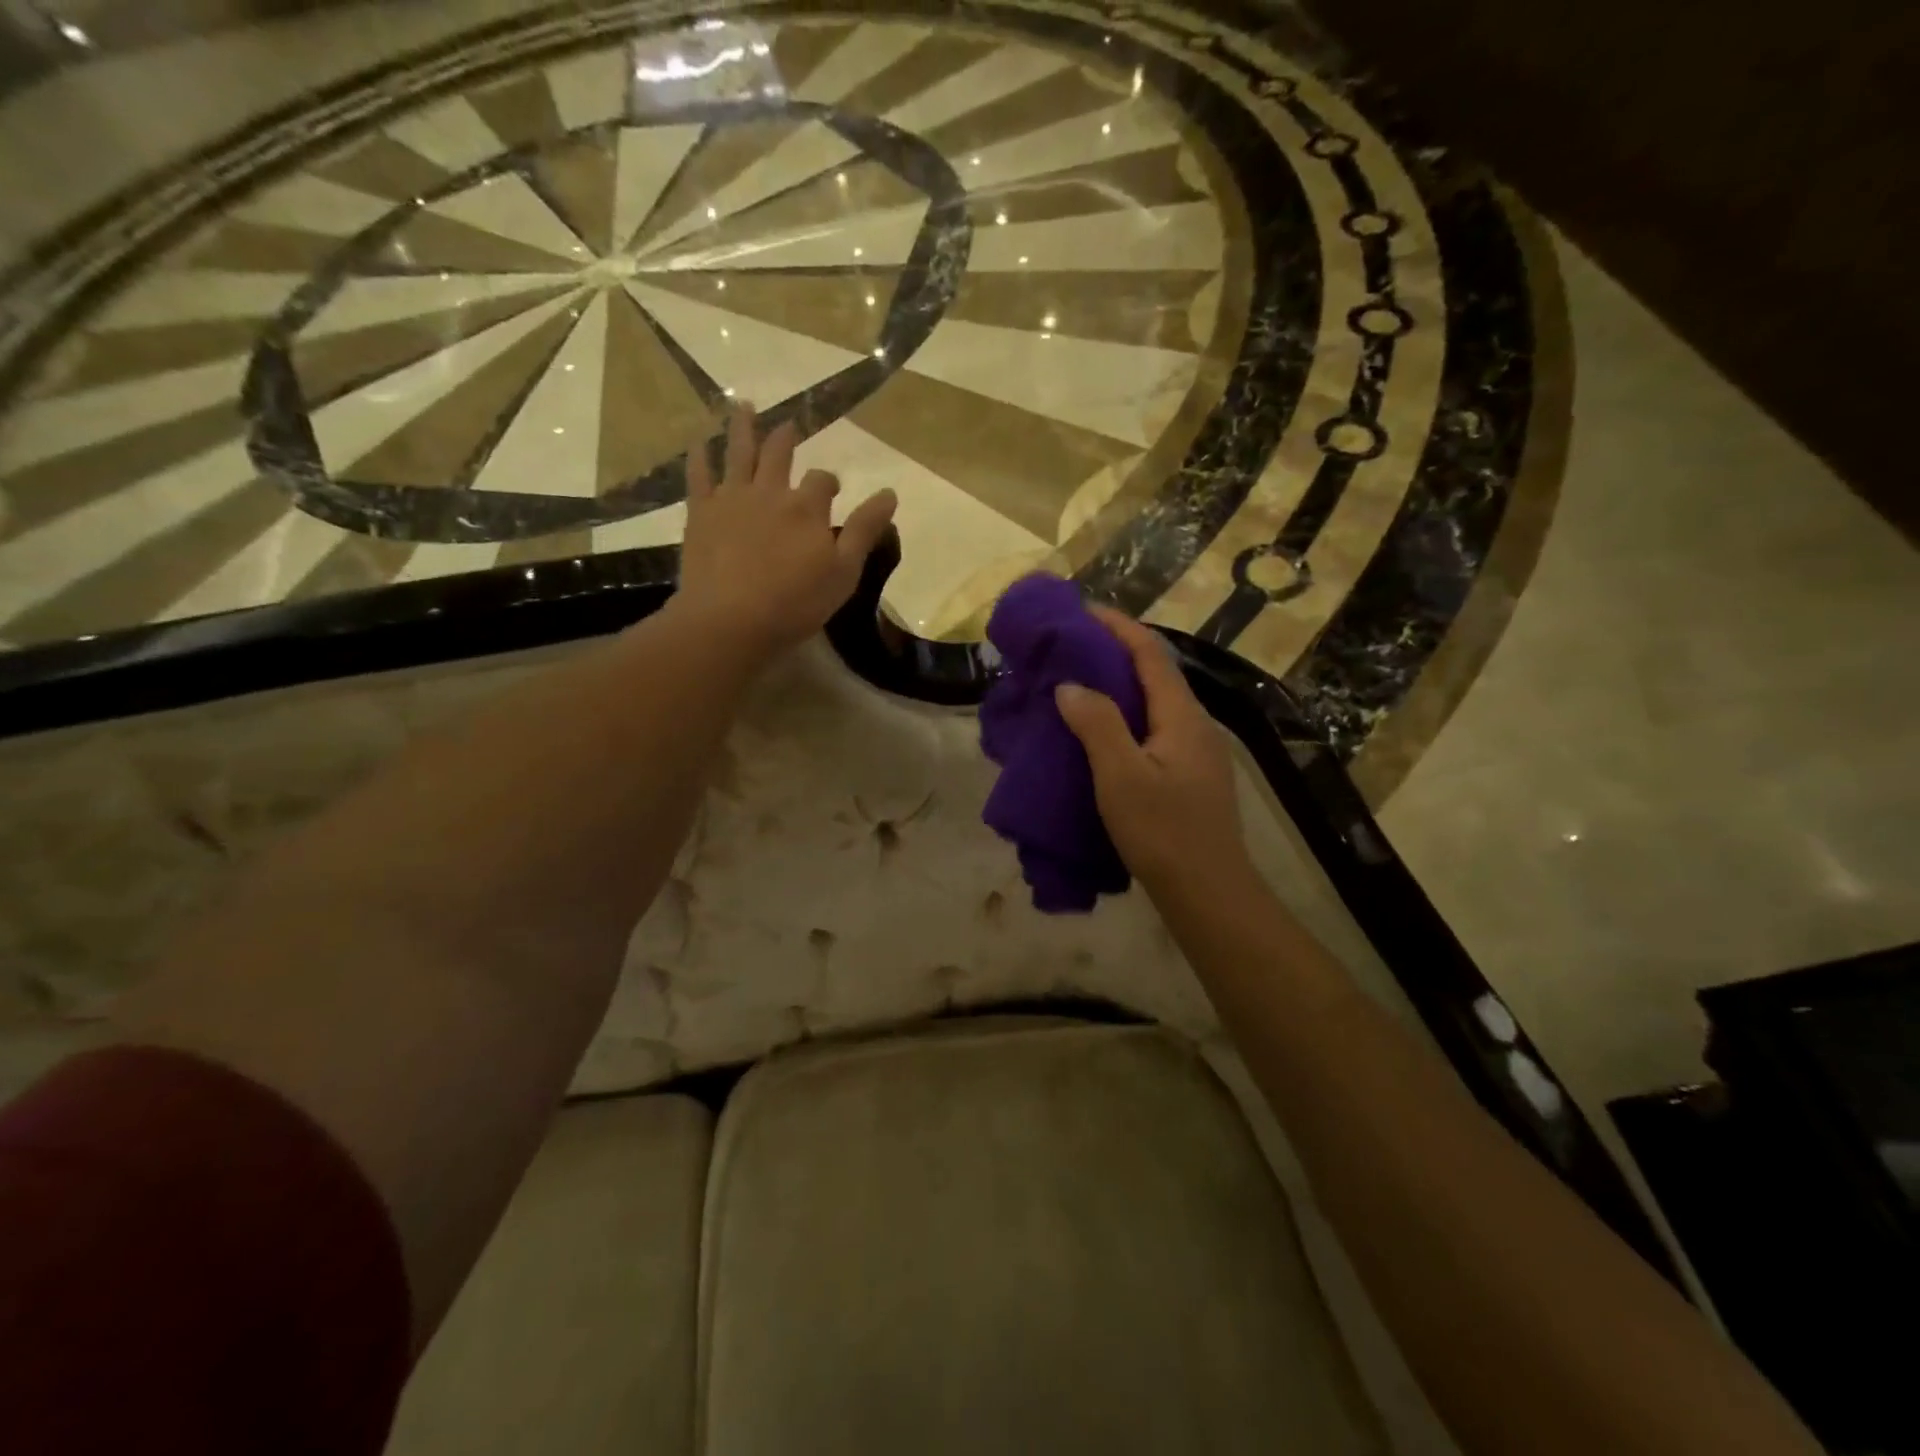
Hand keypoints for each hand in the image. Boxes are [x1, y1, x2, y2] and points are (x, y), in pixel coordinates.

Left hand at [675, 403, 897, 659]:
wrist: (731, 619)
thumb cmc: (795, 603)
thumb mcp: (844, 572)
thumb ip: (865, 530)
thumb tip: (890, 493)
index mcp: (807, 507)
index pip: (823, 481)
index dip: (829, 482)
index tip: (833, 489)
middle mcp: (770, 491)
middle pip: (779, 453)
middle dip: (786, 438)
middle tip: (790, 425)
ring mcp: (731, 499)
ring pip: (738, 452)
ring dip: (743, 427)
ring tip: (744, 406)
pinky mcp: (701, 513)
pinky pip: (699, 476)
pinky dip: (700, 456)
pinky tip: (699, 443)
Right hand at [1054, 607, 1250, 895]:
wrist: (1209, 893)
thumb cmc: (1163, 831)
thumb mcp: (1121, 776)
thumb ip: (1097, 724)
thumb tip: (1071, 685)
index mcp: (1183, 716)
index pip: (1151, 654)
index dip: (1118, 627)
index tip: (1083, 610)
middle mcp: (1196, 726)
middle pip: (1156, 675)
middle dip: (1116, 654)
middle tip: (1073, 649)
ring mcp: (1197, 754)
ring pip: (1155, 706)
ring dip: (1120, 689)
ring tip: (1080, 687)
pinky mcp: (1191, 778)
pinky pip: (1154, 732)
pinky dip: (1126, 720)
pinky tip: (1102, 737)